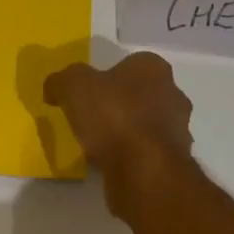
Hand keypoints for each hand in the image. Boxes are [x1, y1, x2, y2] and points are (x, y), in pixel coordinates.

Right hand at [43, 51, 193, 182]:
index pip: (131, 63)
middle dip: (119, 103)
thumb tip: (54, 87)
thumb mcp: (72, 86)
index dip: (107, 75)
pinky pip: (146, 151)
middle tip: (91, 115)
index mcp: (153, 68)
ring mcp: (179, 129)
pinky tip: (110, 163)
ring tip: (97, 143)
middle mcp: (173, 94)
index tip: (87, 91)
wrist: (144, 170)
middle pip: (141, 93)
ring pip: (146, 123)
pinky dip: (131, 155)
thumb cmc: (112, 115)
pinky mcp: (175, 161)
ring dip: (127, 130)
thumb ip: (61, 81)